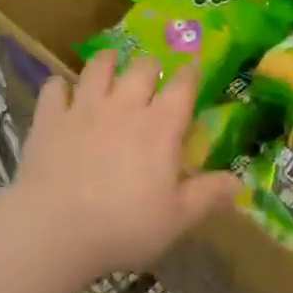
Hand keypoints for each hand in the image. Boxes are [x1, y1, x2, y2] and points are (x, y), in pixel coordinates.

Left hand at [12, 51, 239, 280]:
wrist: (53, 230)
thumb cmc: (123, 226)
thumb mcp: (176, 219)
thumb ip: (208, 196)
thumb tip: (242, 184)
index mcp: (161, 125)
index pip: (183, 85)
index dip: (191, 74)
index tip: (194, 69)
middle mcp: (125, 105)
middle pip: (143, 66)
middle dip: (150, 66)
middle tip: (150, 75)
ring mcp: (85, 107)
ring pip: (99, 66)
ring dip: (107, 62)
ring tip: (109, 64)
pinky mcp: (50, 118)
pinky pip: (55, 88)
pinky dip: (60, 88)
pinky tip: (62, 94)